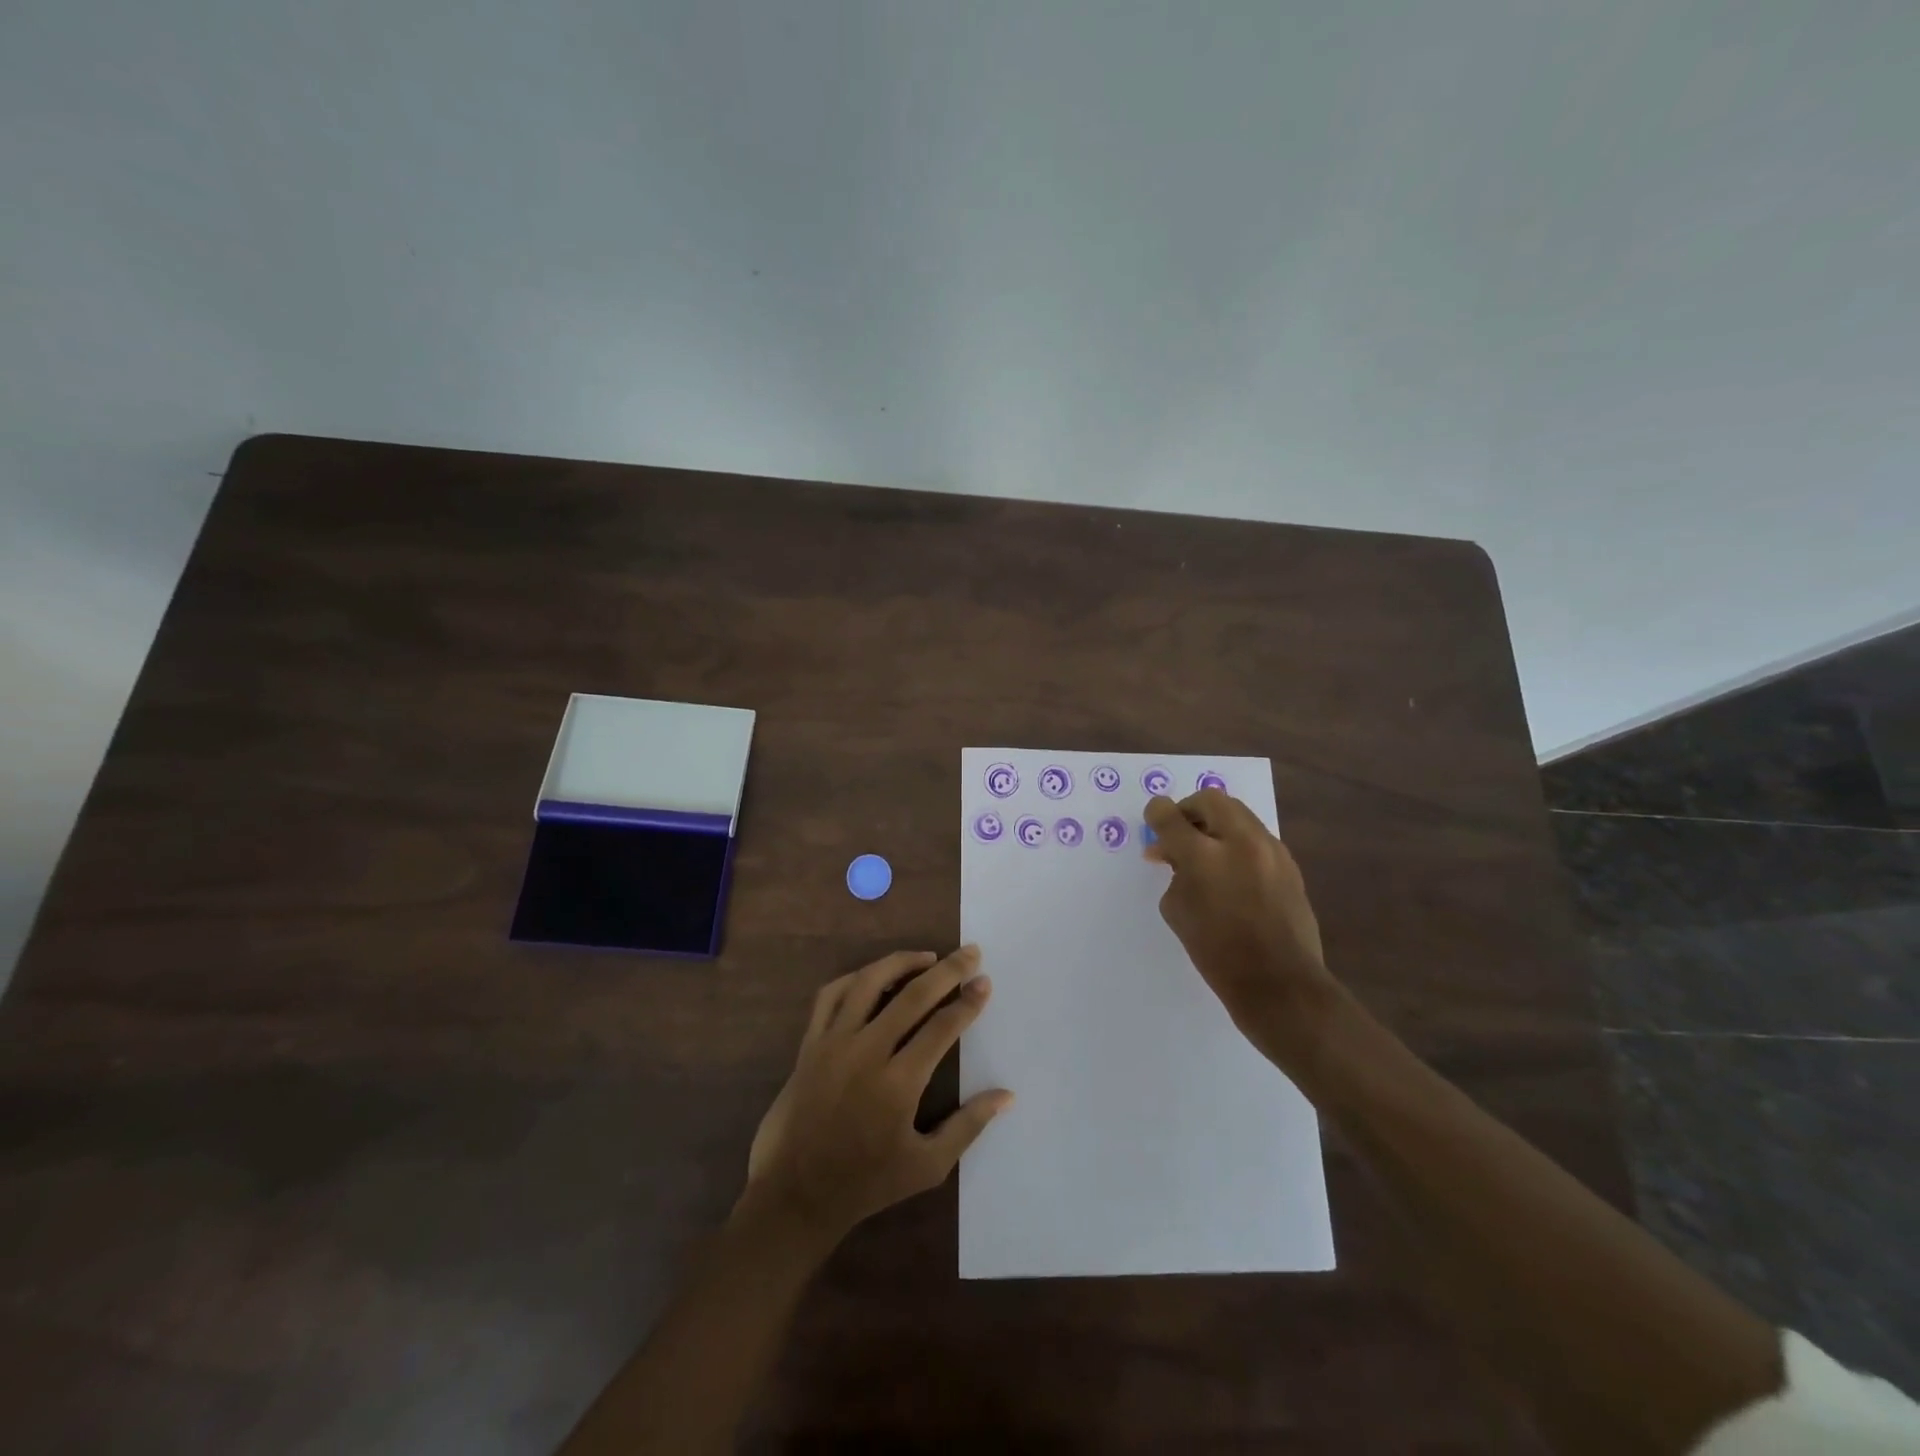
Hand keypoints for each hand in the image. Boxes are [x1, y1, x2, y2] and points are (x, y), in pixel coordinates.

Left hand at [742, 947, 1013, 1242]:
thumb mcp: (926, 1167)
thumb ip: (968, 1126)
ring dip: (902, 962)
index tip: (985, 982)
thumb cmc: (865, 1183)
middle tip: (970, 953)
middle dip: (947, 970)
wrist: (794, 1195)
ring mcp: (833, 1043)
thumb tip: (1007, 1095)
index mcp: (898, 1083)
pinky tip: (875, 977)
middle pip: (912, 995)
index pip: (942, 1027)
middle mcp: (866, 1052)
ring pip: (869, 982)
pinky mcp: (809, 1043)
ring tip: (927, 957)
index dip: (967, 1002)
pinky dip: (856, 977)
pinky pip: (831, 995)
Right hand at [1144, 789, 1339, 1067]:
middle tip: (1178, 834)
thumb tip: (1175, 856)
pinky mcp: (1289, 864)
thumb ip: (1174, 873)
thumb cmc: (1216, 953)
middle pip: (1210, 800)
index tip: (1153, 820)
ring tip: (1205, 852)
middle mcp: (1240, 842)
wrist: (1279, 983)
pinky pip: (1256, 837)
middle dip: (1189, 810)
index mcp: (1204, 856)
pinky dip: (1237, 842)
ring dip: (1216, 824)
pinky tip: (1231, 870)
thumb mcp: (1177, 911)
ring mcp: (1270, 850)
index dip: (1156, 813)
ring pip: (1238, 814)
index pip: (1170, 816)